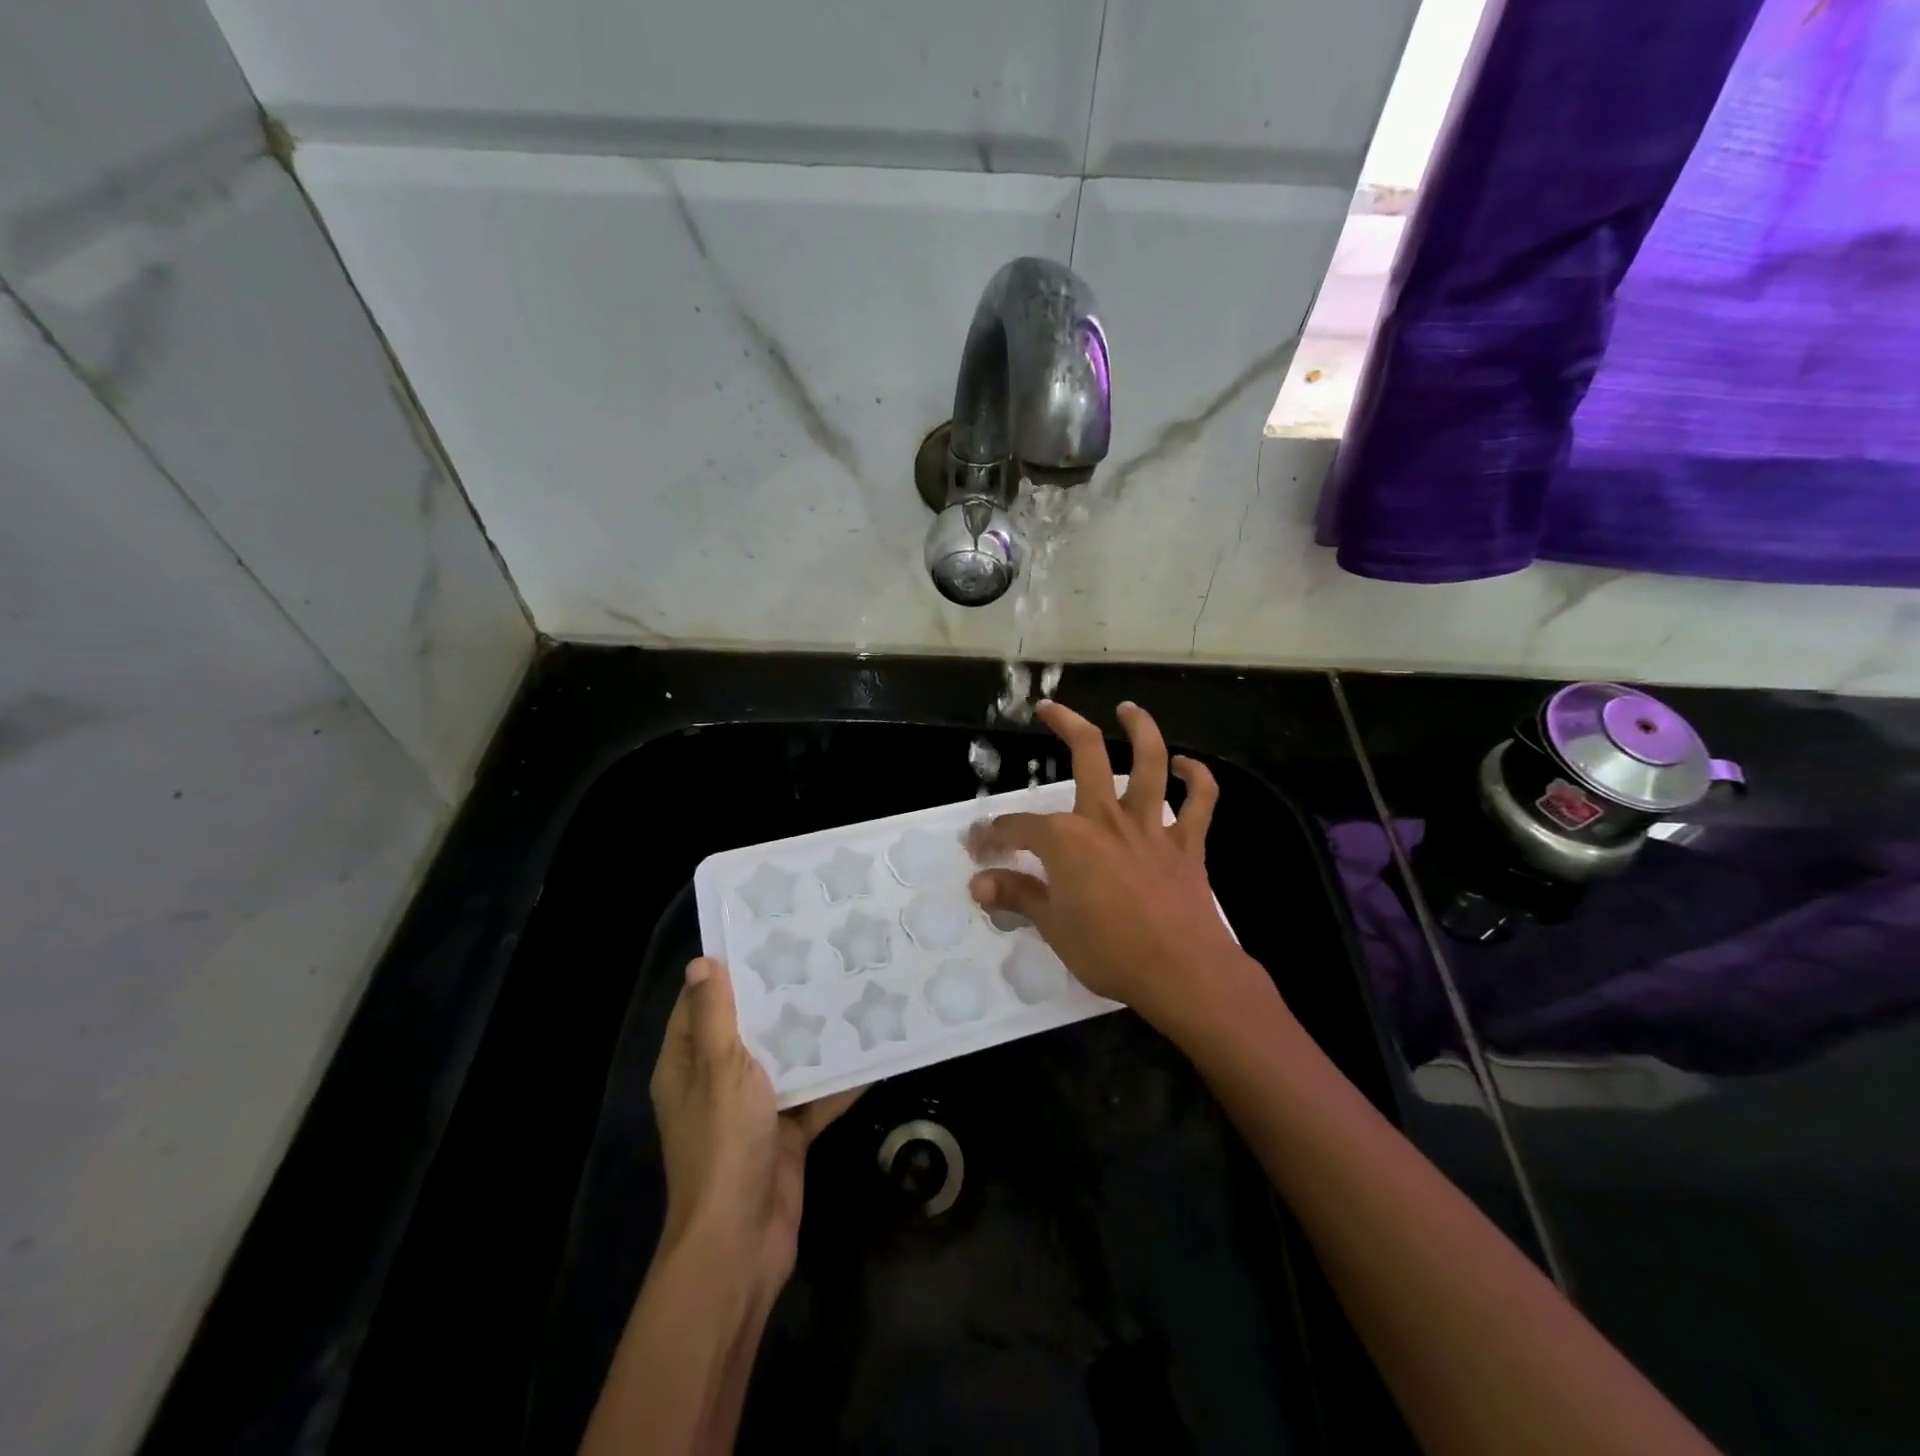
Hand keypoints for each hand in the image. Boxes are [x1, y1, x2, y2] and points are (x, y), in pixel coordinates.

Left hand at [650, 958, 861, 1292]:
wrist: (742, 1241)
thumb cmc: (724, 1144)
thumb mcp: (719, 1069)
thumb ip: (716, 1016)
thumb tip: (701, 962)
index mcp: (688, 1066)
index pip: (701, 1005)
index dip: (726, 971)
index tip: (764, 936)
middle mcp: (716, 1084)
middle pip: (748, 1030)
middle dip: (779, 999)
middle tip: (818, 955)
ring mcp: (752, 1111)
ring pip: (784, 1061)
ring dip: (812, 1037)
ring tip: (849, 991)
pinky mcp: (784, 1135)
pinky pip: (813, 1097)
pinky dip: (837, 1080)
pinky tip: (871, 1051)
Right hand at [968, 701, 1256, 1036]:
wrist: (1182, 972)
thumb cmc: (1110, 952)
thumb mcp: (1053, 927)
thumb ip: (1017, 896)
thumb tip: (979, 884)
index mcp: (1068, 839)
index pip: (1019, 827)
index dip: (994, 833)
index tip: (979, 844)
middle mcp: (1107, 818)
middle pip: (1087, 754)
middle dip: (1065, 724)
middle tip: (1048, 708)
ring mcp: (1151, 827)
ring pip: (1150, 762)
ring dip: (1140, 729)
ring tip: (1128, 709)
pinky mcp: (1187, 844)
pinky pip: (1200, 802)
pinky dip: (1198, 779)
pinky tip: (1188, 766)